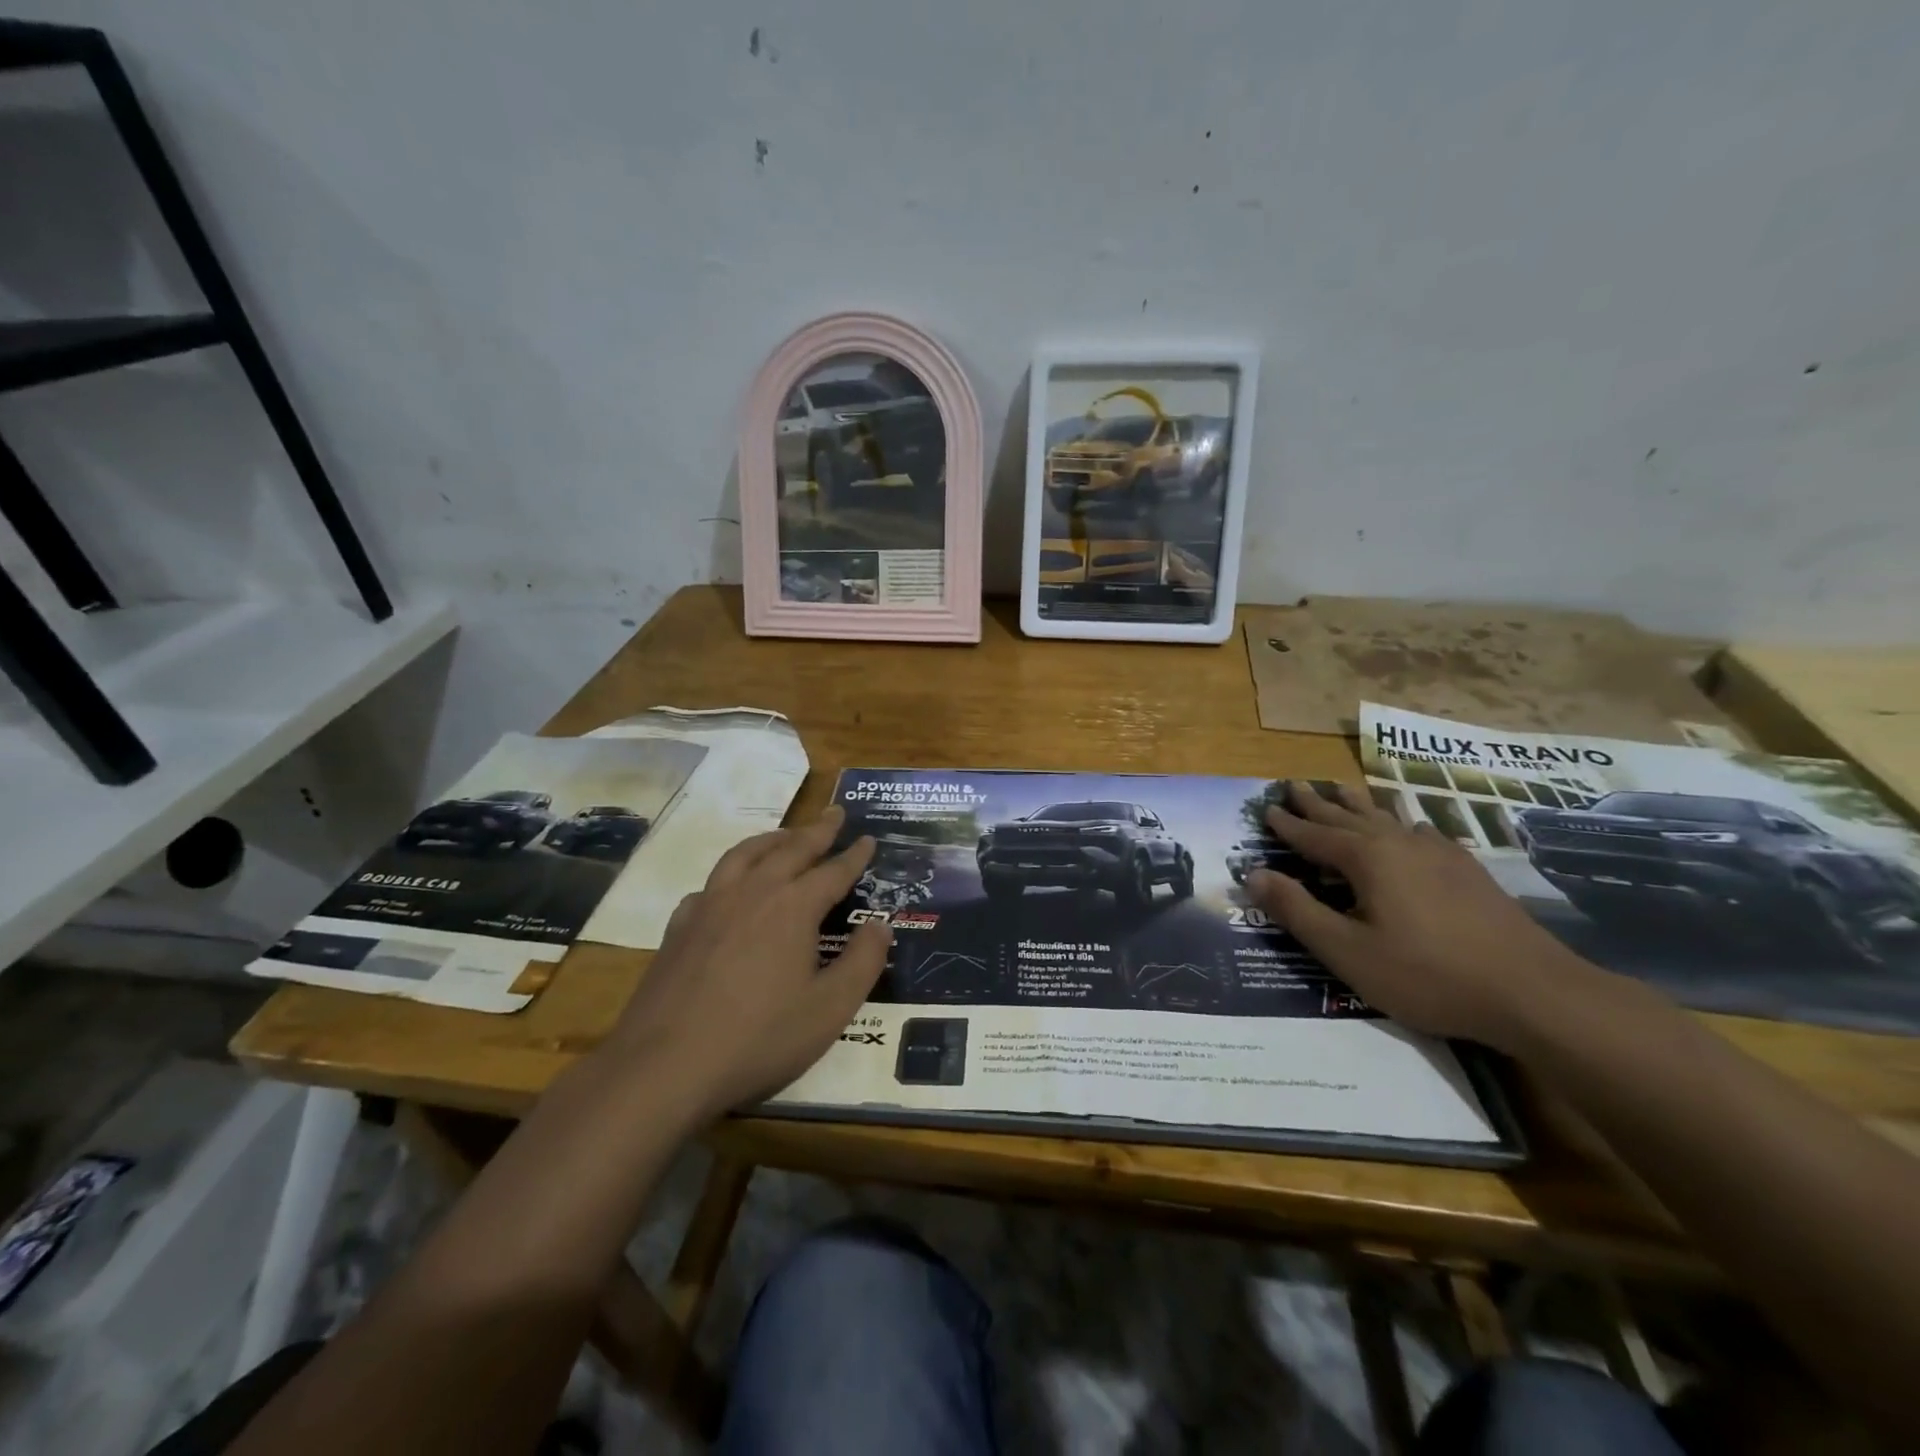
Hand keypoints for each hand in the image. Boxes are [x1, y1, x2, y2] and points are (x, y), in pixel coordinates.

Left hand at [605, 806, 890, 1117]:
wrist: (664, 1065)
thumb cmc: (759, 1038)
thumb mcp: (830, 1009)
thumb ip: (863, 962)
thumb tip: (880, 924)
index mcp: (792, 907)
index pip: (832, 871)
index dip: (854, 856)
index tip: (868, 839)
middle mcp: (752, 893)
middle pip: (790, 849)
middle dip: (817, 831)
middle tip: (834, 813)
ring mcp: (709, 906)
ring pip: (745, 855)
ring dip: (772, 839)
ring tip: (785, 835)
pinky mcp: (679, 928)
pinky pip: (710, 884)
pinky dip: (730, 874)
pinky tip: (728, 888)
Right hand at [1247, 782, 1586, 1046]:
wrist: (1533, 992)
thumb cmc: (1427, 974)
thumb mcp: (1346, 951)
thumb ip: (1297, 910)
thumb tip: (1252, 873)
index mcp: (1367, 859)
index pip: (1314, 835)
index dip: (1287, 824)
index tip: (1265, 808)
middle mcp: (1399, 844)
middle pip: (1348, 816)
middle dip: (1317, 803)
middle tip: (1294, 784)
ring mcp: (1439, 854)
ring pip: (1387, 818)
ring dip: (1357, 804)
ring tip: (1341, 789)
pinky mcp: (1469, 871)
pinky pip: (1422, 832)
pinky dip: (1402, 823)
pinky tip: (1411, 828)